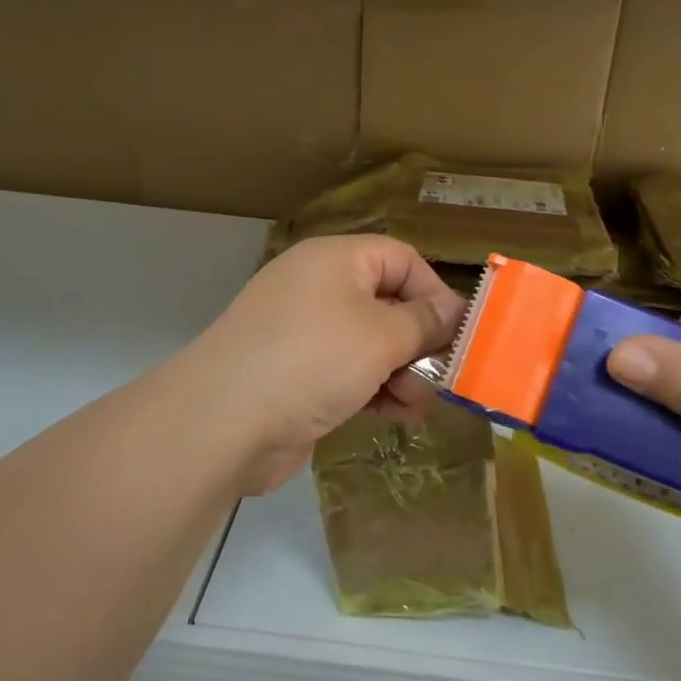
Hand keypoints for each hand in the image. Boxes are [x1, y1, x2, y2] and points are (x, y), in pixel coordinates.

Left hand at [183, 236, 464, 494]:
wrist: (223, 422)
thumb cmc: (311, 360)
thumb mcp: (381, 335)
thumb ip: (424, 322)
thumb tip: (452, 311)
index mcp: (335, 261)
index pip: (399, 259)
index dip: (433, 291)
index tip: (457, 333)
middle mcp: (318, 290)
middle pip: (387, 303)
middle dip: (419, 341)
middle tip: (441, 376)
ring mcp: (304, 335)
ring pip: (371, 344)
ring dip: (402, 372)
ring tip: (416, 403)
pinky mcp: (296, 376)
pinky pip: (348, 373)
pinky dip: (374, 390)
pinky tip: (395, 415)